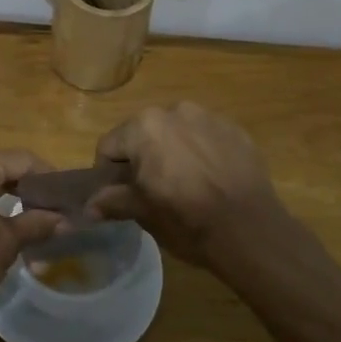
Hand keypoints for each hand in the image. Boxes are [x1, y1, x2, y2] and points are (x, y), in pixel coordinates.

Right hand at [87, 103, 288, 270]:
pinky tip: (211, 178)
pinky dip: (201, 152)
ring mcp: (208, 117)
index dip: (108, 172)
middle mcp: (174, 111)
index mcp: (144, 127)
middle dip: (142, 158)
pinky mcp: (235, 129)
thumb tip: (90, 206)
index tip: (119, 194)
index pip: (109, 145)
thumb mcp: (143, 213)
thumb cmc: (187, 219)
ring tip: (185, 183)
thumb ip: (113, 201)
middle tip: (152, 190)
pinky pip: (205, 137)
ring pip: (176, 132)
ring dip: (172, 151)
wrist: (250, 230)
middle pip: (143, 133)